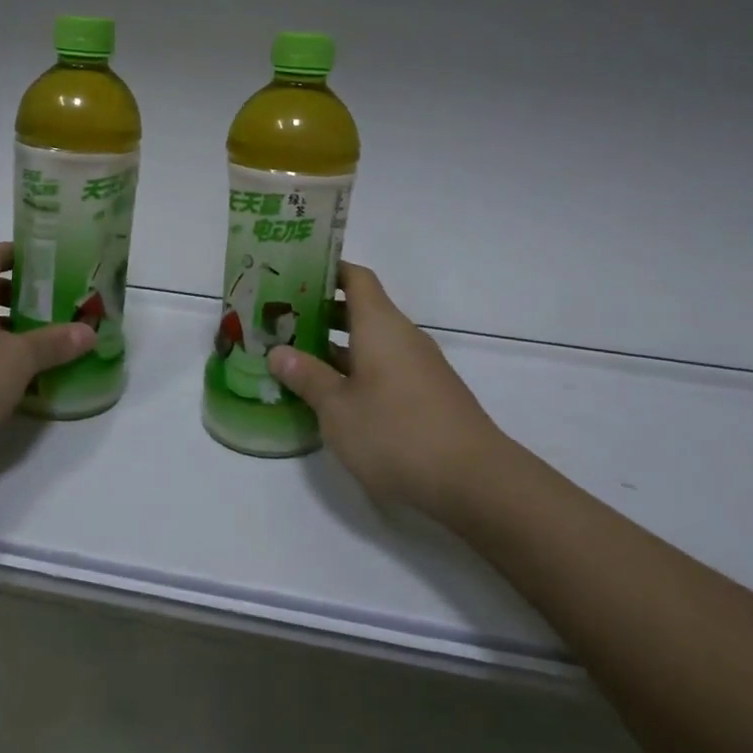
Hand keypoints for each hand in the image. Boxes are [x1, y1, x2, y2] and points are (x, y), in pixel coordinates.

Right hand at [268, 262, 508, 518]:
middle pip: (361, 309)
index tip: (292, 274)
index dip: (325, 270)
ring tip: (297, 358)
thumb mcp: (337, 408)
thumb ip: (307, 377)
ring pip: (372, 342)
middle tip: (279, 321)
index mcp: (380, 325)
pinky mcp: (428, 395)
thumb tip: (278, 352)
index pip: (355, 277)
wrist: (475, 482)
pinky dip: (357, 370)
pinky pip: (385, 368)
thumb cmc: (396, 433)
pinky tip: (333, 395)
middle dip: (321, 313)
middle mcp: (403, 336)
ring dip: (336, 346)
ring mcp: (419, 367)